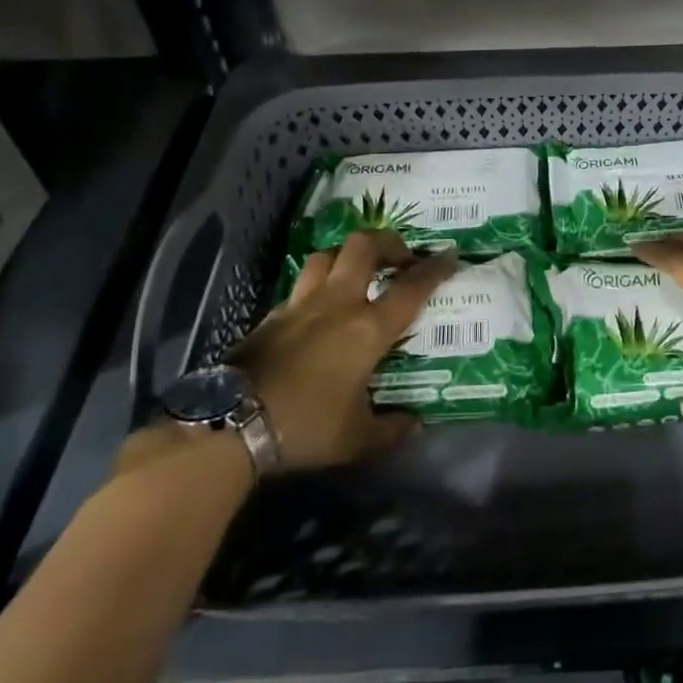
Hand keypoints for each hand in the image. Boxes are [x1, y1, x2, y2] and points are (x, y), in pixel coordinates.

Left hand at [182, 230, 453, 472]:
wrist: (231, 425)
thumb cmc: (305, 427)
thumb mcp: (357, 439)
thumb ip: (392, 429)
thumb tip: (415, 425)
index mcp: (368, 328)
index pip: (411, 288)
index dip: (435, 268)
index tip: (450, 255)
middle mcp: (338, 303)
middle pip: (364, 246)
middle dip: (388, 242)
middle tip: (399, 258)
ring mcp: (301, 304)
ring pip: (327, 256)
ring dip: (347, 256)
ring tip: (358, 273)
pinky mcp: (272, 315)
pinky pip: (300, 285)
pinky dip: (317, 286)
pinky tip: (318, 308)